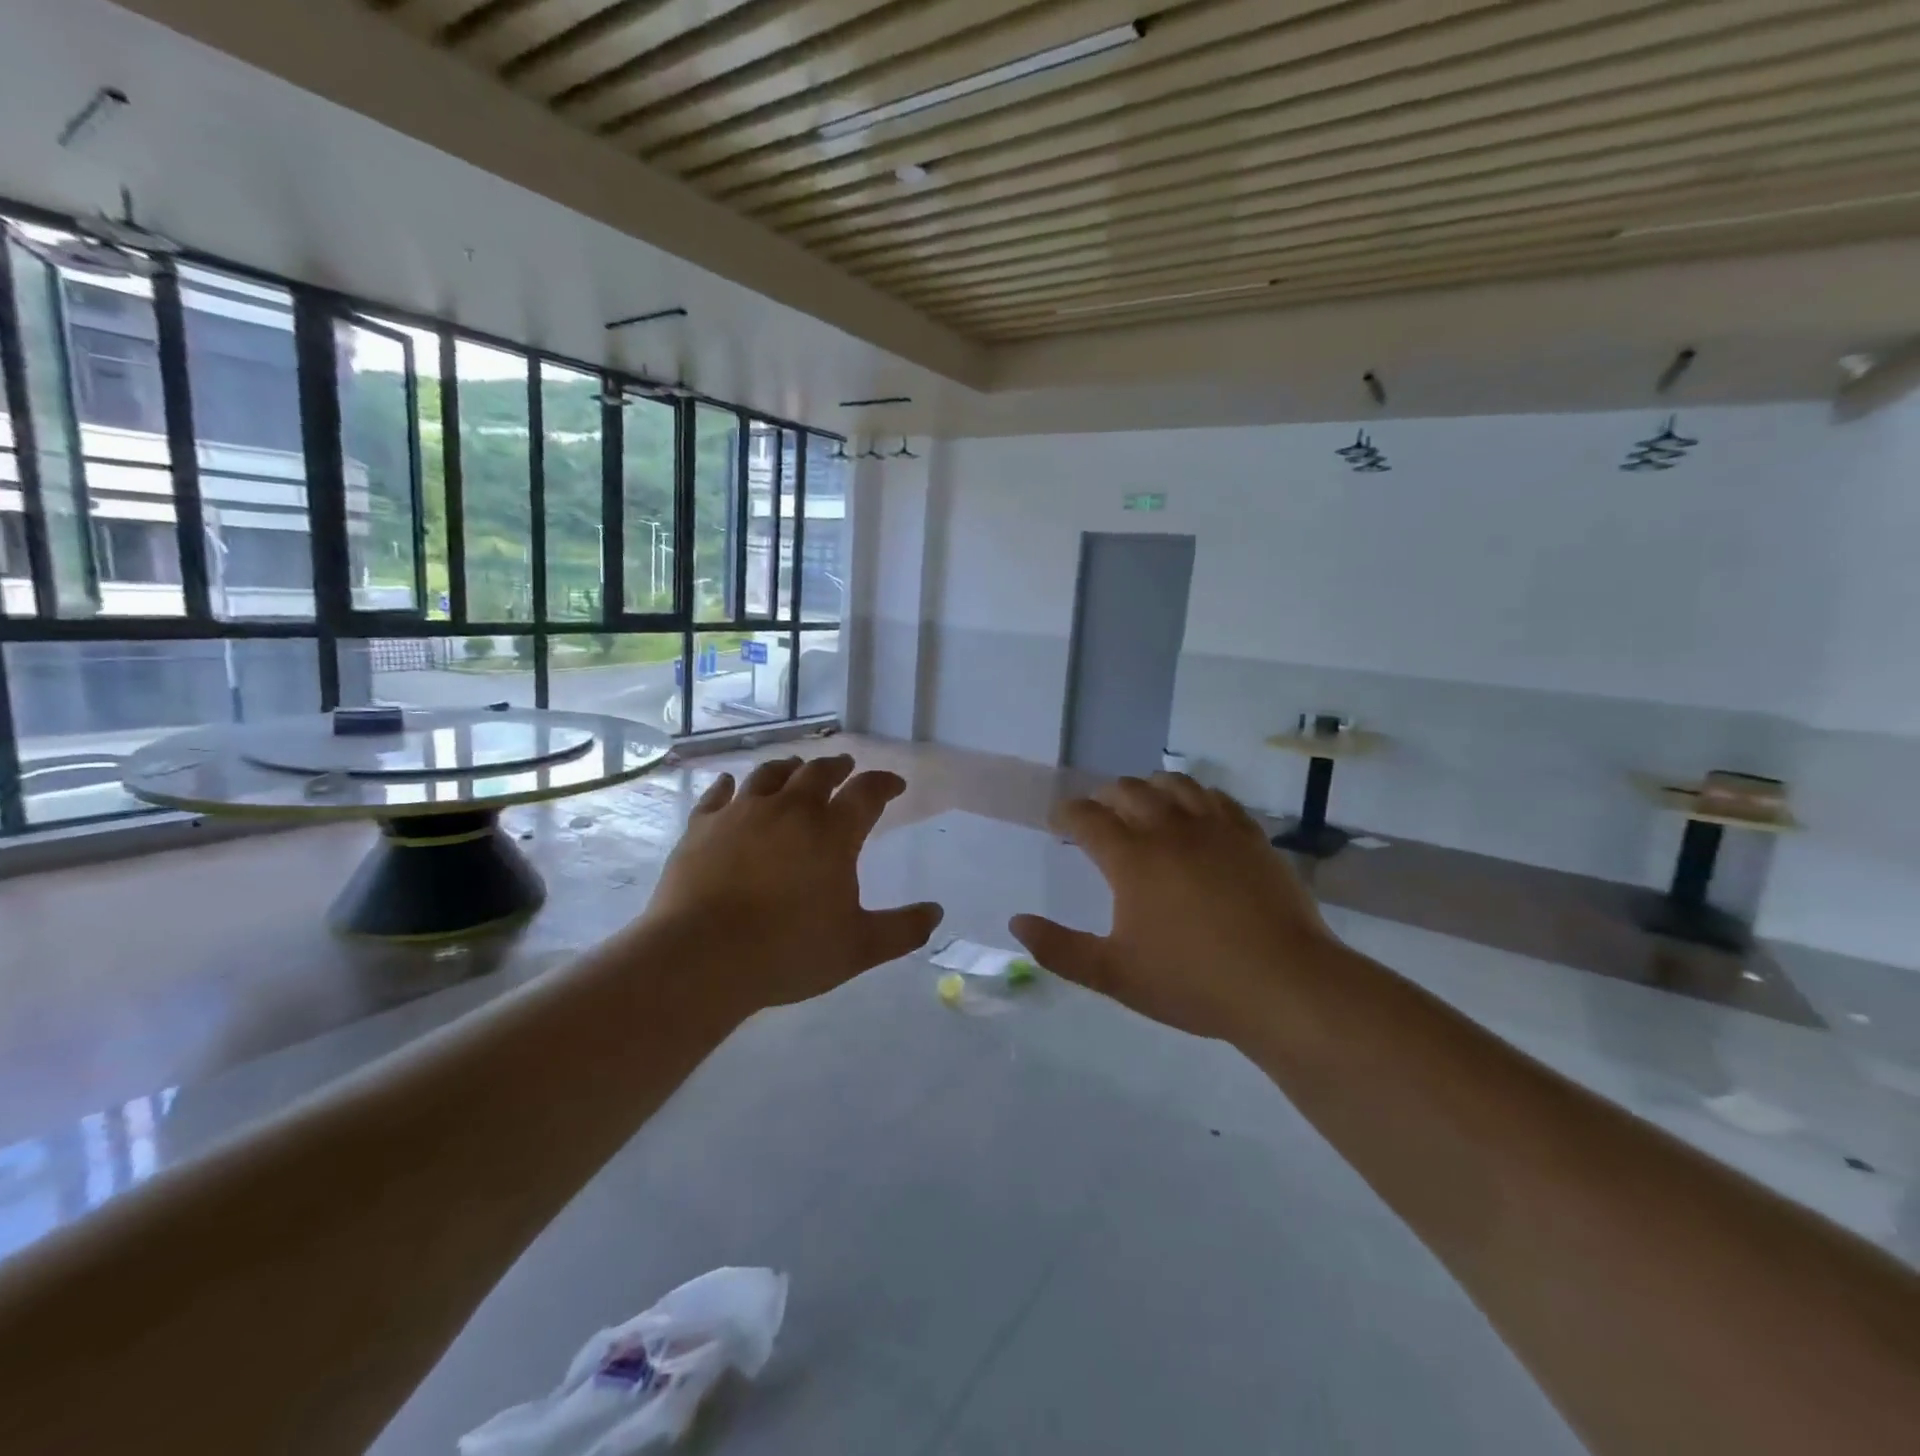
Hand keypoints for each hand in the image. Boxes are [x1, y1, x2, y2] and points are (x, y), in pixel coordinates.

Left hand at [640, 755, 942, 1017]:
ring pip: (770, 775)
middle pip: (817, 773)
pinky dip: (730, 786)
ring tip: (796, 768)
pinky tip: (731, 785)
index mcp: (832, 833)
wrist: (700, 957)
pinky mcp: (702, 826)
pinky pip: (719, 795)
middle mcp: (789, 810)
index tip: (894, 784)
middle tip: (845, 767)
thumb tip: (936, 912)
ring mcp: (741, 813)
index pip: (867, 792)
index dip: (884, 783)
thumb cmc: (787, 951)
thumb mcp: (858, 948)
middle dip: (837, 767)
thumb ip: (902, 929)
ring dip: (789, 768)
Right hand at [1010, 773, 1337, 1043]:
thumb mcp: (1114, 974)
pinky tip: (1195, 811)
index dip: (1066, 813)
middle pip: (1128, 790)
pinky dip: (1195, 795)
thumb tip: (1016, 923)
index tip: (1059, 820)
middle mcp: (1169, 829)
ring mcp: (1214, 828)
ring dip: (1149, 787)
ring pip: (1173, 784)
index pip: (1087, 818)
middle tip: (1098, 813)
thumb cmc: (1192, 981)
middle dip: (1104, 796)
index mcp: (1131, 858)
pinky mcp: (1250, 836)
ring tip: (1143, 802)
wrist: (1284, 985)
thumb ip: (1060, 949)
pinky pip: (1216, 797)